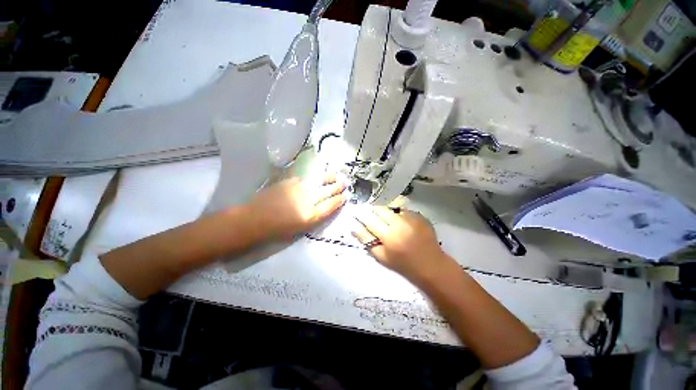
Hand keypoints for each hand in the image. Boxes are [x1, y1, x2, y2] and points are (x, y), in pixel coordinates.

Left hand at [249, 173, 345, 239]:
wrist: (256, 219)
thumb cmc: (278, 229)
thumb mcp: (301, 228)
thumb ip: (315, 216)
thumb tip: (323, 206)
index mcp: (312, 214)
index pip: (331, 204)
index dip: (339, 200)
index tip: (345, 196)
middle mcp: (308, 199)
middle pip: (328, 190)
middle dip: (338, 186)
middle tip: (344, 183)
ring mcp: (299, 188)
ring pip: (318, 180)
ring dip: (329, 178)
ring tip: (335, 175)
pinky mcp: (290, 182)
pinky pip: (304, 178)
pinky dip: (310, 179)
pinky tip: (312, 180)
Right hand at [352, 206, 449, 282]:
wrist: (432, 265)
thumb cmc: (403, 265)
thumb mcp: (381, 257)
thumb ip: (366, 240)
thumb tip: (354, 227)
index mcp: (389, 236)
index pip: (369, 219)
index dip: (361, 215)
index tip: (356, 213)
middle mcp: (400, 223)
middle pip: (380, 209)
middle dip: (373, 212)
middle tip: (373, 219)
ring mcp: (411, 218)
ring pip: (391, 208)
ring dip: (386, 213)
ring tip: (389, 223)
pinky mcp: (420, 216)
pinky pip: (403, 210)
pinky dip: (399, 215)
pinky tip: (402, 225)